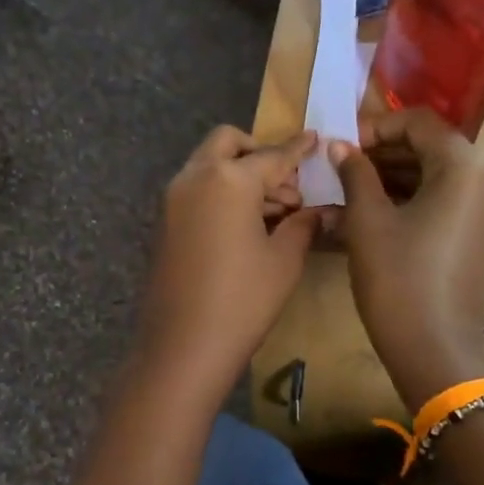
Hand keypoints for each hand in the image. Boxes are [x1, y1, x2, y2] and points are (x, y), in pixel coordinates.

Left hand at [135, 127, 320, 403]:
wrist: (183, 345)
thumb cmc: (243, 300)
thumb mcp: (284, 260)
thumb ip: (302, 224)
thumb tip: (319, 210)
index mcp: (229, 180)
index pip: (272, 155)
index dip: (298, 149)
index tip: (315, 139)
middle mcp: (195, 178)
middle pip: (228, 144)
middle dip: (260, 154)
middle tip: (288, 188)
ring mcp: (173, 200)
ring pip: (209, 166)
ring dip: (240, 175)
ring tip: (275, 212)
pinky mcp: (164, 223)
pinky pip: (197, 190)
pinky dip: (221, 193)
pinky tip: (246, 226)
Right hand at [331, 109, 483, 407]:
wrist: (434, 347)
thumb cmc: (397, 278)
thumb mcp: (367, 221)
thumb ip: (355, 173)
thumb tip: (340, 146)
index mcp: (466, 165)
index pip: (419, 123)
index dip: (376, 127)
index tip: (343, 145)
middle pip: (434, 147)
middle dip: (386, 153)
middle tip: (344, 167)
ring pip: (442, 176)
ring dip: (399, 177)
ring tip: (355, 190)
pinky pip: (452, 201)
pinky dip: (418, 199)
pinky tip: (381, 212)